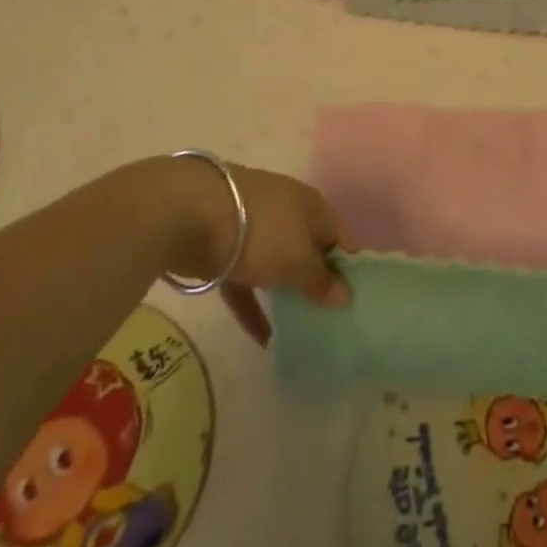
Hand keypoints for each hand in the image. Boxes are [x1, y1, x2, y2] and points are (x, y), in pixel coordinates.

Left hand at [158, 156, 351, 347]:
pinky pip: (246, 282)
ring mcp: (254, 228)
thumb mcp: (298, 260)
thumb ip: (321, 280)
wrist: (190, 213)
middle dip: (318, 280)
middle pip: (309, 249)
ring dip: (286, 292)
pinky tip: (262, 339)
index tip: (357, 301)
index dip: (351, 267)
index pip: (342, 237)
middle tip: (330, 318)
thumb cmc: (260, 232)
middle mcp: (288, 212)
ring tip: (301, 328)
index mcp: (313, 206)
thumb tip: (346, 295)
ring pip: (277, 263)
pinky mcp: (224, 247)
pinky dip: (254, 307)